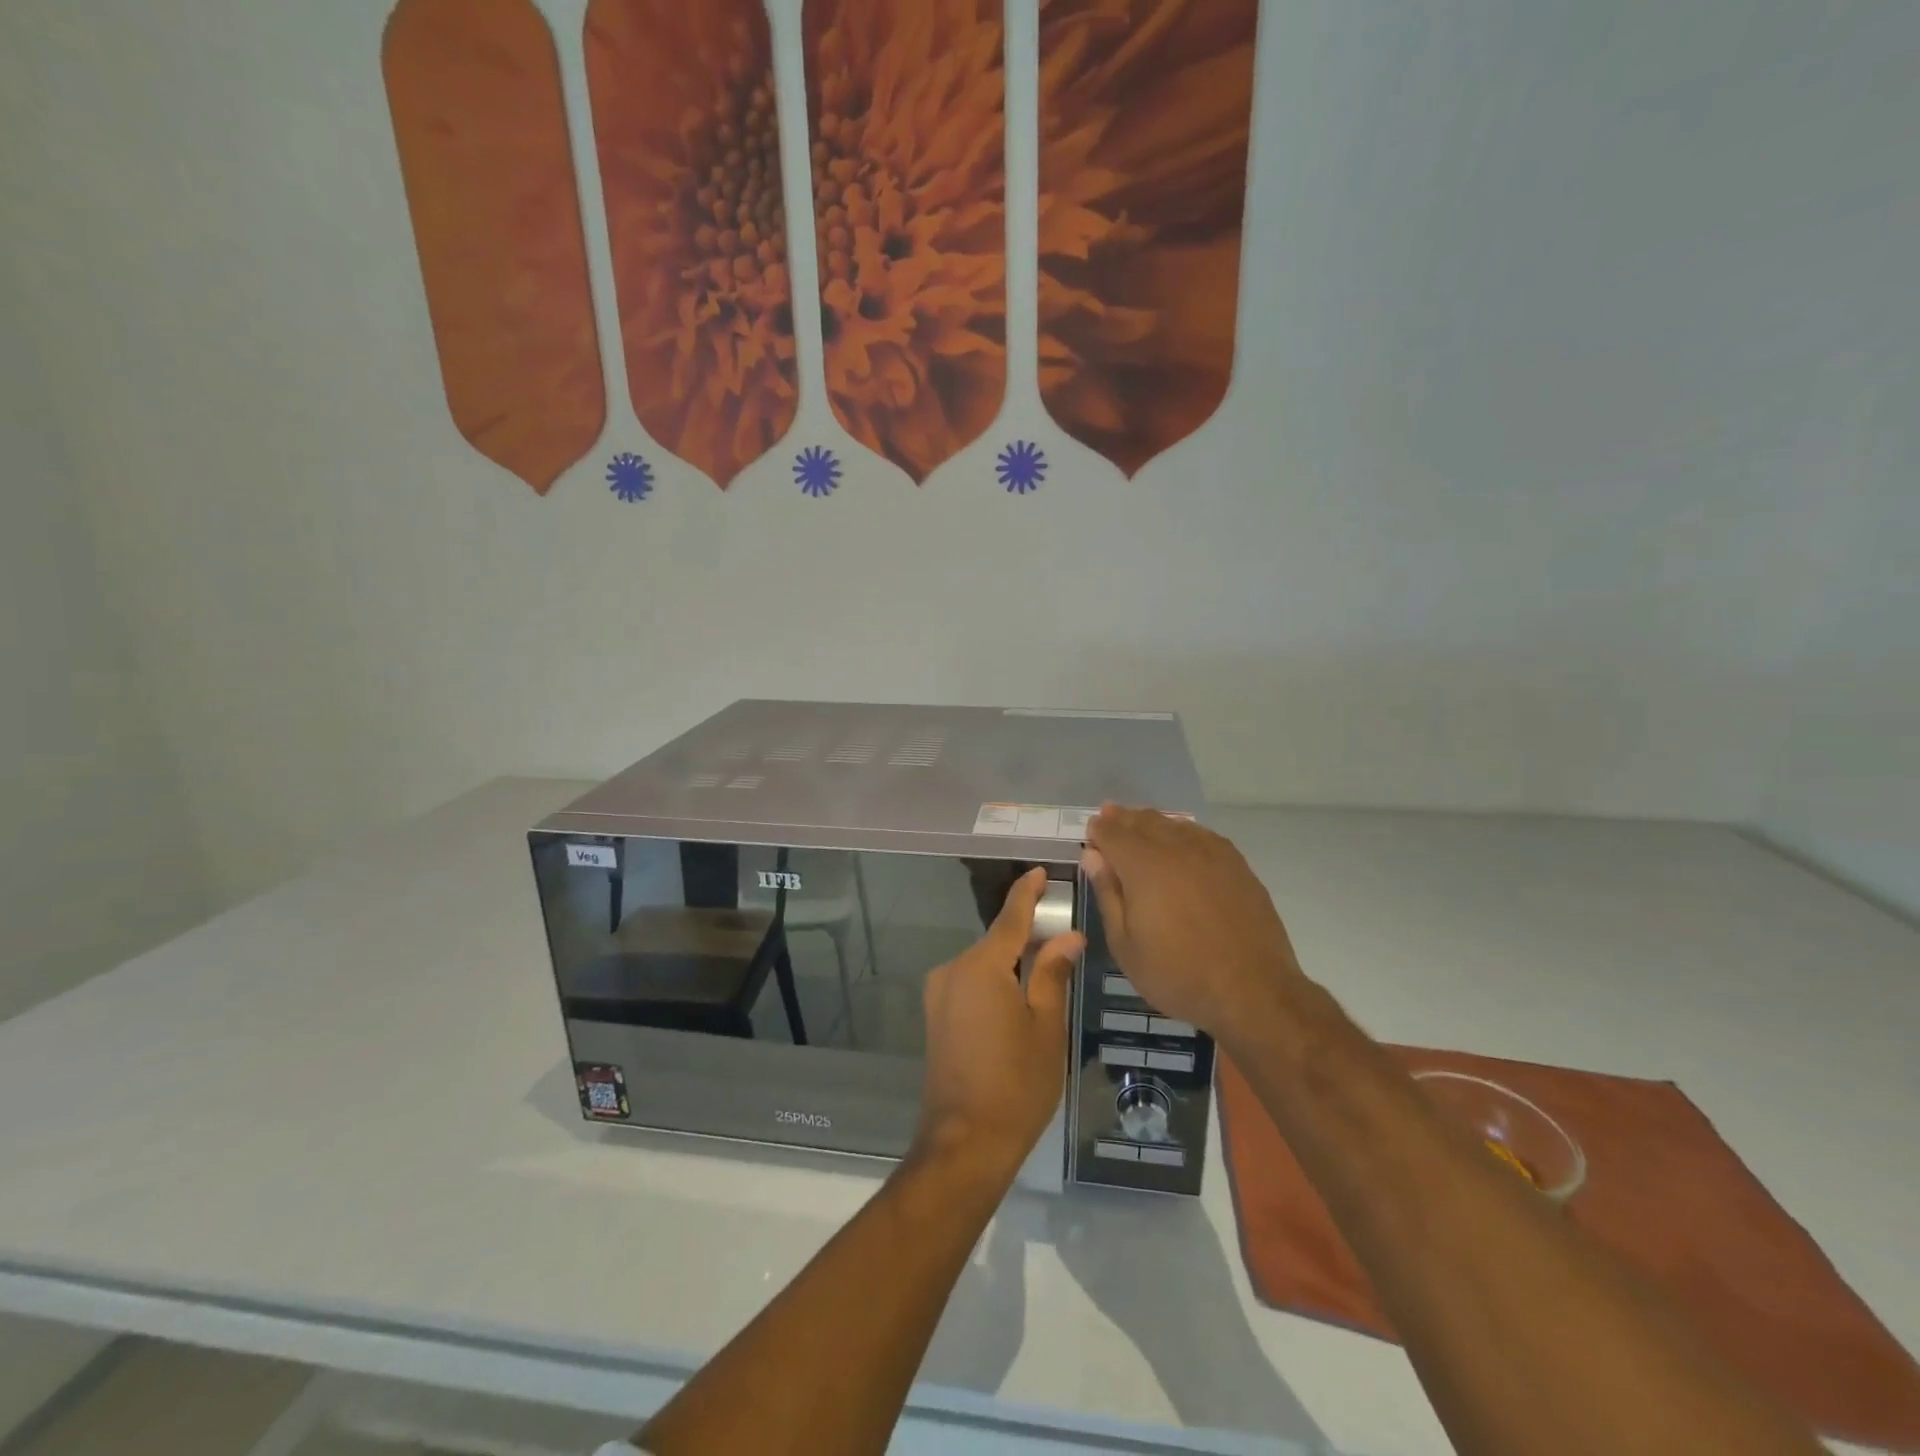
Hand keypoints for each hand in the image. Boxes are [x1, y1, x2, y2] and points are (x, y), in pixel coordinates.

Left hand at [915, 867, 1084, 1176]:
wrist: (964, 1143)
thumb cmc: (1017, 1084)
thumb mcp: (1046, 1026)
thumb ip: (1052, 973)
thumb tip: (1068, 937)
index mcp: (982, 966)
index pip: (1010, 917)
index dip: (1027, 893)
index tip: (1041, 872)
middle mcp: (953, 970)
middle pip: (996, 941)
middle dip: (1026, 934)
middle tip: (1062, 935)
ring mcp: (939, 994)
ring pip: (983, 964)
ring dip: (1011, 962)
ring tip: (1047, 970)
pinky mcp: (936, 1016)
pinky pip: (970, 983)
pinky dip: (995, 981)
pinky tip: (1018, 997)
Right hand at [1082, 805, 1306, 1036]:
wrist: (1252, 991)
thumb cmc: (1177, 974)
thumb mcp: (1125, 944)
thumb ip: (1107, 894)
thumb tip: (1092, 856)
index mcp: (1143, 867)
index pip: (1113, 833)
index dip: (1099, 829)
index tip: (1090, 831)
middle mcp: (1176, 849)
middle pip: (1143, 822)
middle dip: (1122, 819)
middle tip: (1109, 817)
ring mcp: (1211, 854)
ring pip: (1173, 824)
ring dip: (1151, 821)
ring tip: (1140, 824)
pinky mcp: (1236, 864)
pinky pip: (1202, 834)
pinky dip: (1183, 830)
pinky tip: (1180, 838)